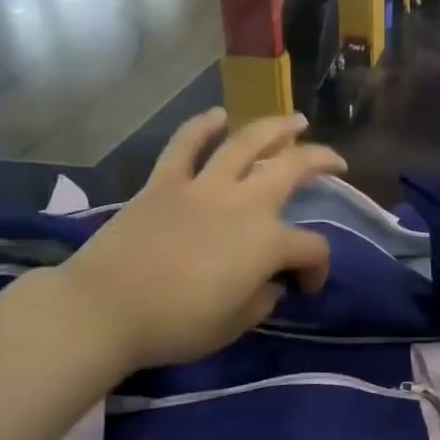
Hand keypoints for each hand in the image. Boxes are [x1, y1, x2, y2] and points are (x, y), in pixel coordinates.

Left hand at [59, 110, 344, 365]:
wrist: (104, 310)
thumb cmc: (176, 325)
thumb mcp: (234, 325)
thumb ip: (263, 299)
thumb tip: (270, 282)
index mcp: (267, 243)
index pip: (312, 247)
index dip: (318, 267)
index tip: (306, 286)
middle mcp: (244, 204)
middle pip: (292, 169)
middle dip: (321, 161)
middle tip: (335, 161)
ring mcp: (203, 187)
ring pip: (246, 143)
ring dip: (275, 128)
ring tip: (294, 120)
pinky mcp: (164, 183)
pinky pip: (185, 145)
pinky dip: (201, 126)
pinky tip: (218, 115)